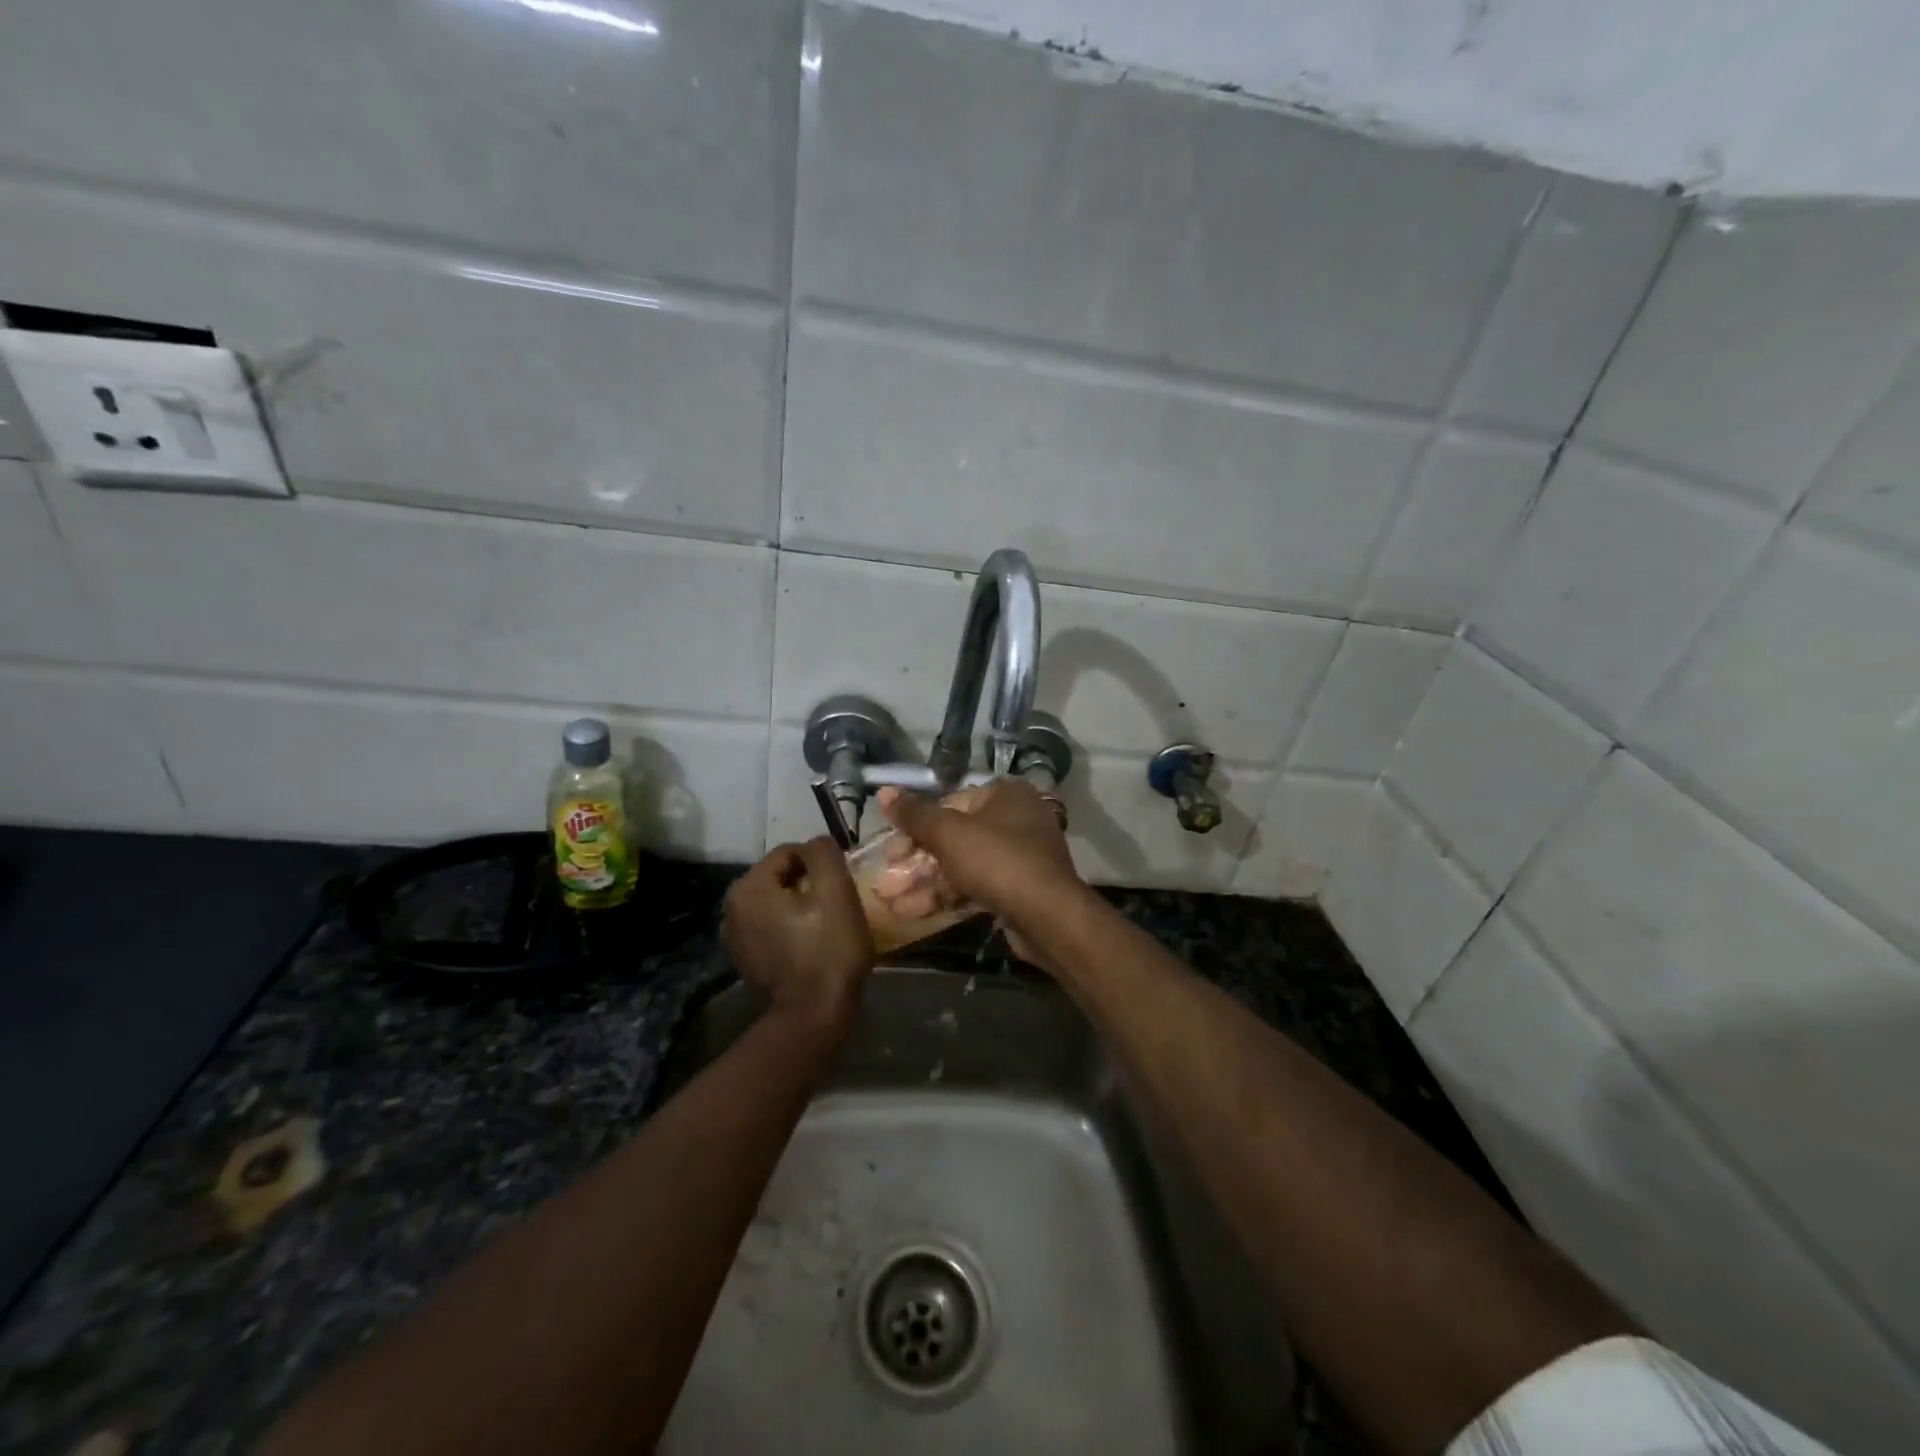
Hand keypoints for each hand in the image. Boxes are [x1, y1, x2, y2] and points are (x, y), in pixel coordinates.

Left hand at [722, 839, 874, 1029]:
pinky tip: (810, 944)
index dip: (820, 864)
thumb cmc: (828, 948)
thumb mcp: (835, 890)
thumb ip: (823, 852)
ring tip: (825, 926)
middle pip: (781, 876)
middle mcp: (731, 907)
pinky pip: (772, 926)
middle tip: (836, 906)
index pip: (791, 852)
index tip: (840, 887)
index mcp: (748, 887)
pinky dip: (790, 927)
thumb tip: (817, 844)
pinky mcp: (745, 959)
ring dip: (800, 906)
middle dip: (809, 884)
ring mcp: (734, 936)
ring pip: (777, 901)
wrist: (814, 1014)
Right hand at [873, 779, 1086, 947]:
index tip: (890, 850)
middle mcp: (1017, 819)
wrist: (1048, 916)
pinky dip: (946, 896)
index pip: (950, 803)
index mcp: (1006, 794)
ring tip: (890, 901)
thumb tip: (884, 792)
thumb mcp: (948, 833)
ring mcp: (1020, 856)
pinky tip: (913, 912)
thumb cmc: (997, 860)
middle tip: (886, 880)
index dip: (915, 826)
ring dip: (925, 883)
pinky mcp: (1019, 889)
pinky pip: (976, 886)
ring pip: (963, 865)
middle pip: (955, 837)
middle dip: (916, 861)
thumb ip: (915, 814)